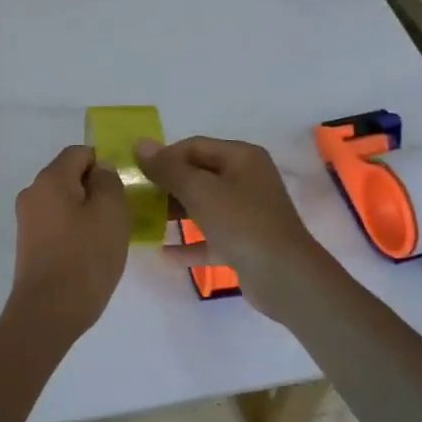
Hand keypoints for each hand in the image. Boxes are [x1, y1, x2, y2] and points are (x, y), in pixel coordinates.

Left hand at [5, 145, 129, 341]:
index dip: (105, 164)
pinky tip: (91, 252)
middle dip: (97, 189)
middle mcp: (33, 192)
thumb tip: (101, 170)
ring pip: (64, 201)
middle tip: (122, 214)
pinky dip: (75, 230)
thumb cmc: (85, 258)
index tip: (125, 189)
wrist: (48, 312)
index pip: (80, 153)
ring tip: (109, 237)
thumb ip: (109, 182)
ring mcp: (27, 219)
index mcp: (50, 179)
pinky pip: (57, 223)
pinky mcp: (29, 243)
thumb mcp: (111, 213)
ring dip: (87, 212)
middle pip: (70, 176)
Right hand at [134, 136, 331, 320]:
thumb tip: (140, 144)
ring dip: (175, 213)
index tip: (137, 173)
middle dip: (167, 185)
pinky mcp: (245, 243)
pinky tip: (164, 254)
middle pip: (198, 175)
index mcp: (241, 157)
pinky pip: (211, 238)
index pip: (194, 146)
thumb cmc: (241, 223)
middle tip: (136, 198)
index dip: (164, 156)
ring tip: (143, 222)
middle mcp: (247, 179)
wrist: (285, 278)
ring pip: (203, 206)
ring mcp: (248, 213)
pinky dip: (190, 243)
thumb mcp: (199, 190)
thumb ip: (168, 168)